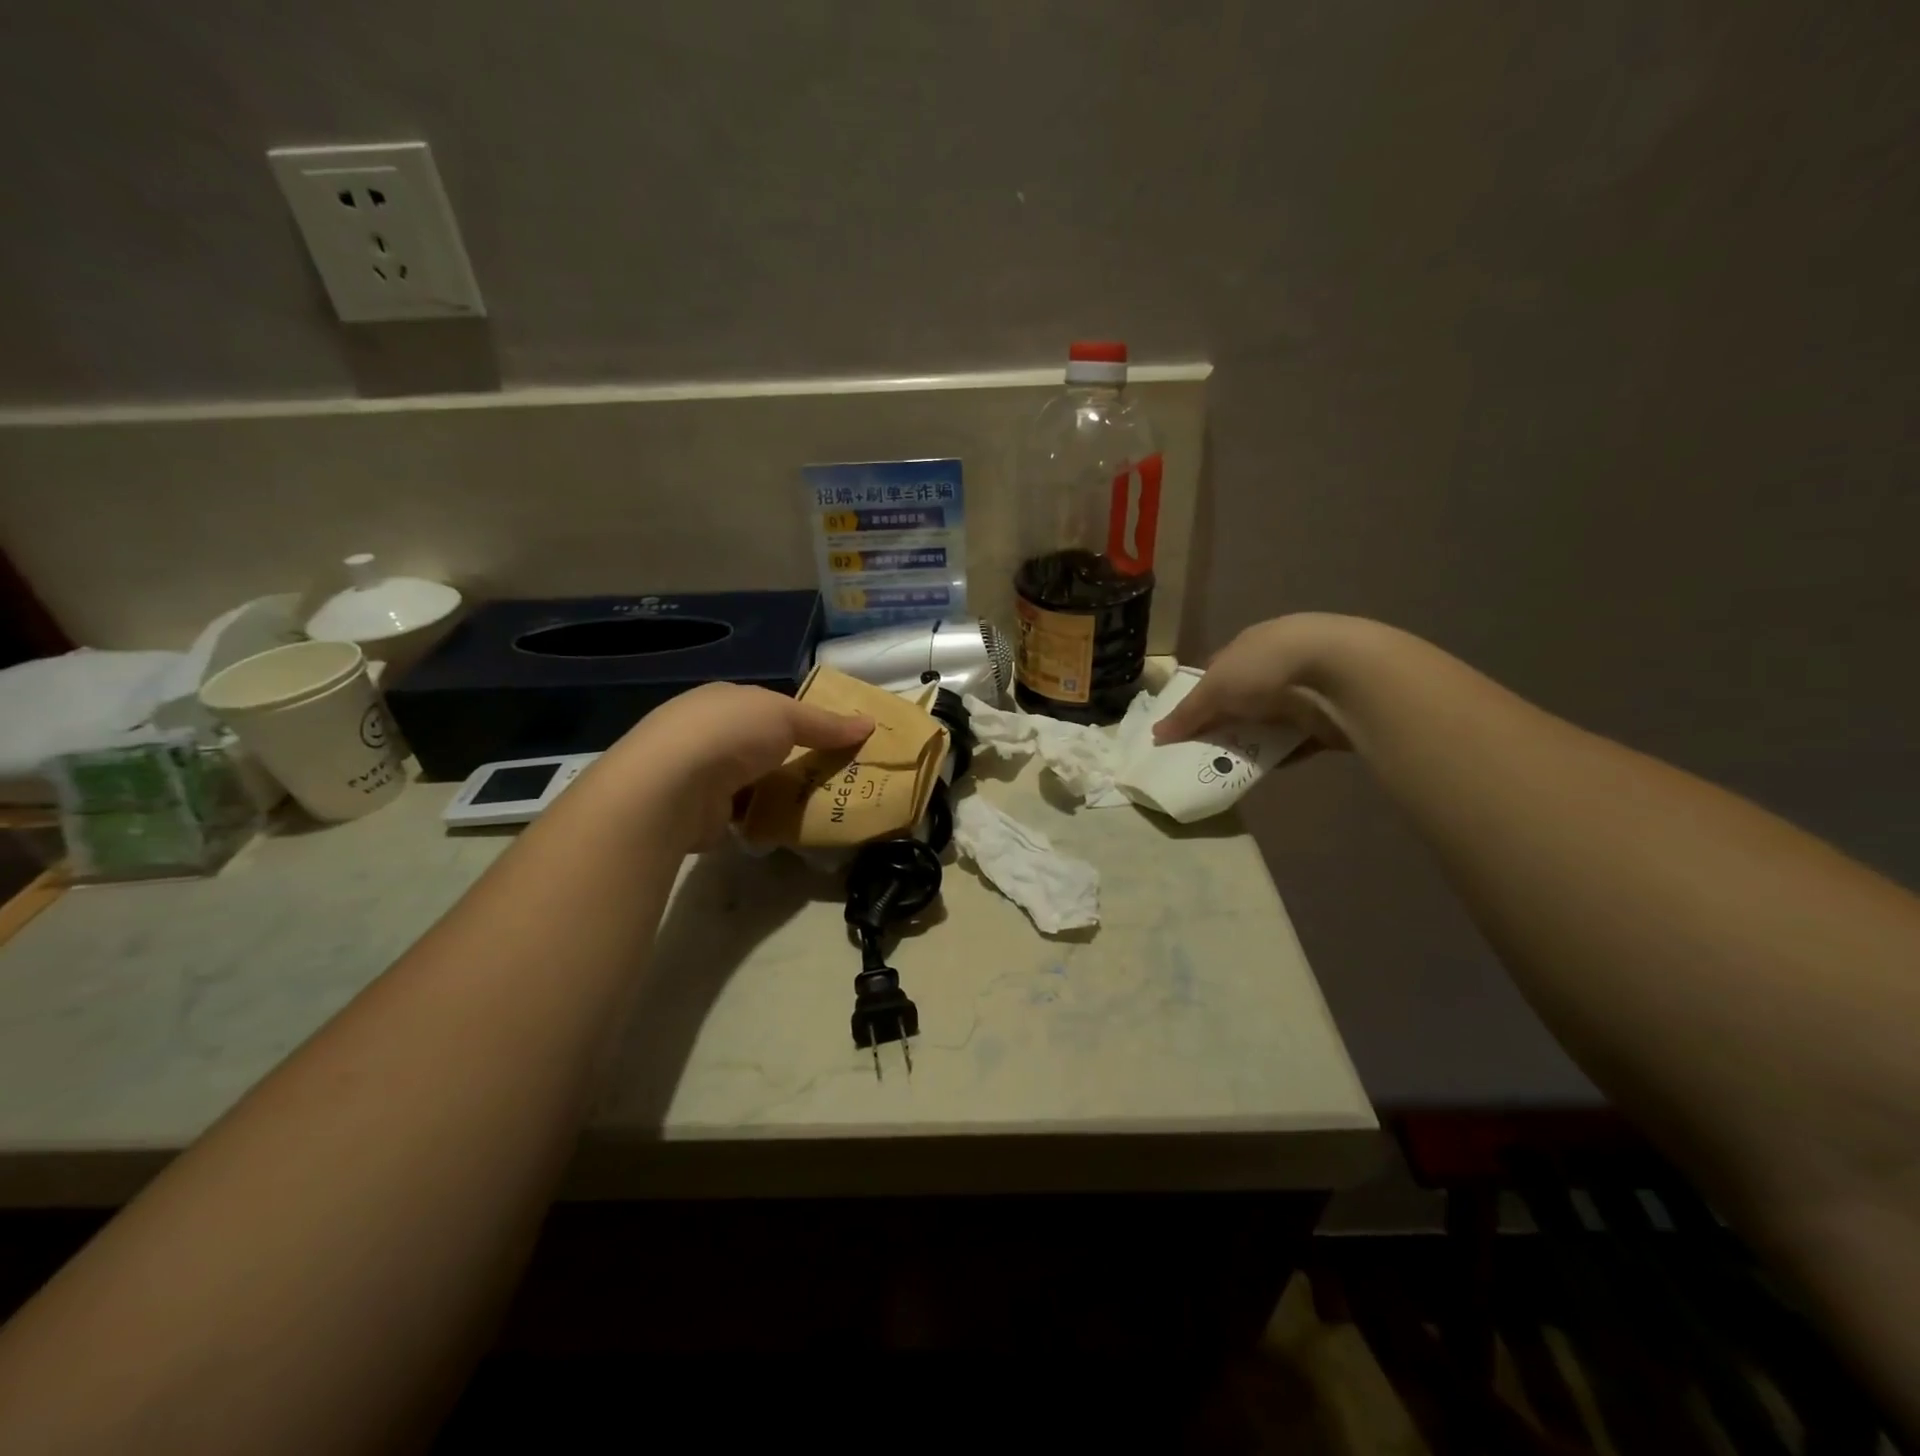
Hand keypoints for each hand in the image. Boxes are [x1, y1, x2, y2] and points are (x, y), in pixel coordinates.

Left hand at [604, 683, 871, 847]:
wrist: (671, 787)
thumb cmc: (730, 734)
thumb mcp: (787, 717)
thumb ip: (826, 723)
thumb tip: (870, 724)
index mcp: (724, 700)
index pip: (770, 707)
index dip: (804, 720)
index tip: (837, 739)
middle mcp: (708, 732)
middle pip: (763, 745)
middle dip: (795, 758)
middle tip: (838, 775)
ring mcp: (700, 773)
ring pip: (754, 780)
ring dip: (780, 790)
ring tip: (823, 803)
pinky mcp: (700, 812)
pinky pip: (744, 812)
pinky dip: (765, 817)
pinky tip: (791, 825)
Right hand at [1152, 613, 1360, 752]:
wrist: (1342, 676)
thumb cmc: (1268, 667)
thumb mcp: (1215, 688)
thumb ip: (1187, 713)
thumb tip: (1156, 734)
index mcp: (1251, 644)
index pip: (1218, 669)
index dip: (1199, 694)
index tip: (1184, 722)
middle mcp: (1278, 662)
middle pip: (1242, 697)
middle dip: (1224, 721)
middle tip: (1200, 749)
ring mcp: (1306, 689)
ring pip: (1269, 720)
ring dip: (1252, 739)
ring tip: (1227, 764)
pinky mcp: (1327, 718)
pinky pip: (1297, 741)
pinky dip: (1281, 755)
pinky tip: (1263, 770)